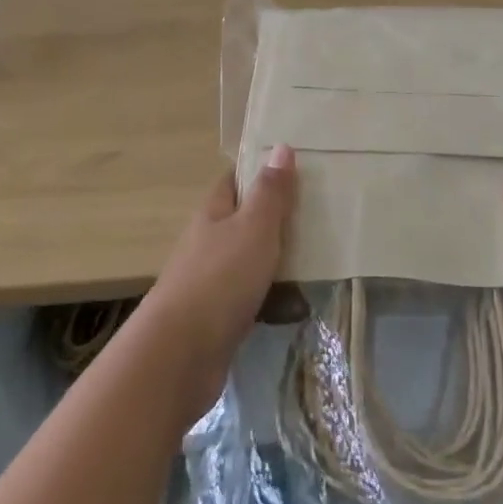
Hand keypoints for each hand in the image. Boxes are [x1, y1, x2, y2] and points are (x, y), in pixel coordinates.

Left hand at [143, 146, 295, 424]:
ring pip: (254, 260)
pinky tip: (299, 307)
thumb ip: (270, 192)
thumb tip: (281, 147)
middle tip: (322, 214)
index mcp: (214, 213)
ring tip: (322, 260)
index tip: (299, 165)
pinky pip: (255, 298)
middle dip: (280, 218)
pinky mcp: (221, 317)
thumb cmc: (220, 279)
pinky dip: (276, 300)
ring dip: (282, 261)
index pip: (236, 180)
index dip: (262, 170)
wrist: (180, 356)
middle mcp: (210, 242)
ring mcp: (214, 281)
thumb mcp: (254, 227)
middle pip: (248, 220)